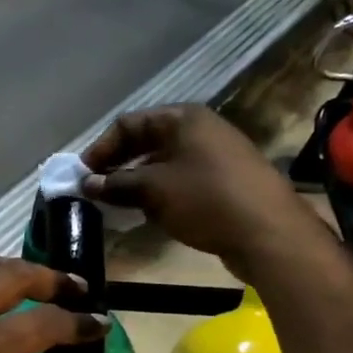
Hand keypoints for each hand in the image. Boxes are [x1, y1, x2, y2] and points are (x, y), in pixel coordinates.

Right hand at [81, 104, 318, 280]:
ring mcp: (215, 156)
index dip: (101, 147)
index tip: (83, 175)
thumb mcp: (154, 189)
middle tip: (96, 190)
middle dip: (118, 164)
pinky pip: (182, 180)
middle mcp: (200, 130)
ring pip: (164, 163)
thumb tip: (87, 184)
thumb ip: (117, 184)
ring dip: (137, 181)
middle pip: (147, 141)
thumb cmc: (206, 199)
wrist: (269, 233)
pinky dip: (160, 193)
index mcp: (183, 119)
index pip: (129, 123)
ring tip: (117, 204)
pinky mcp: (225, 183)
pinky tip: (149, 214)